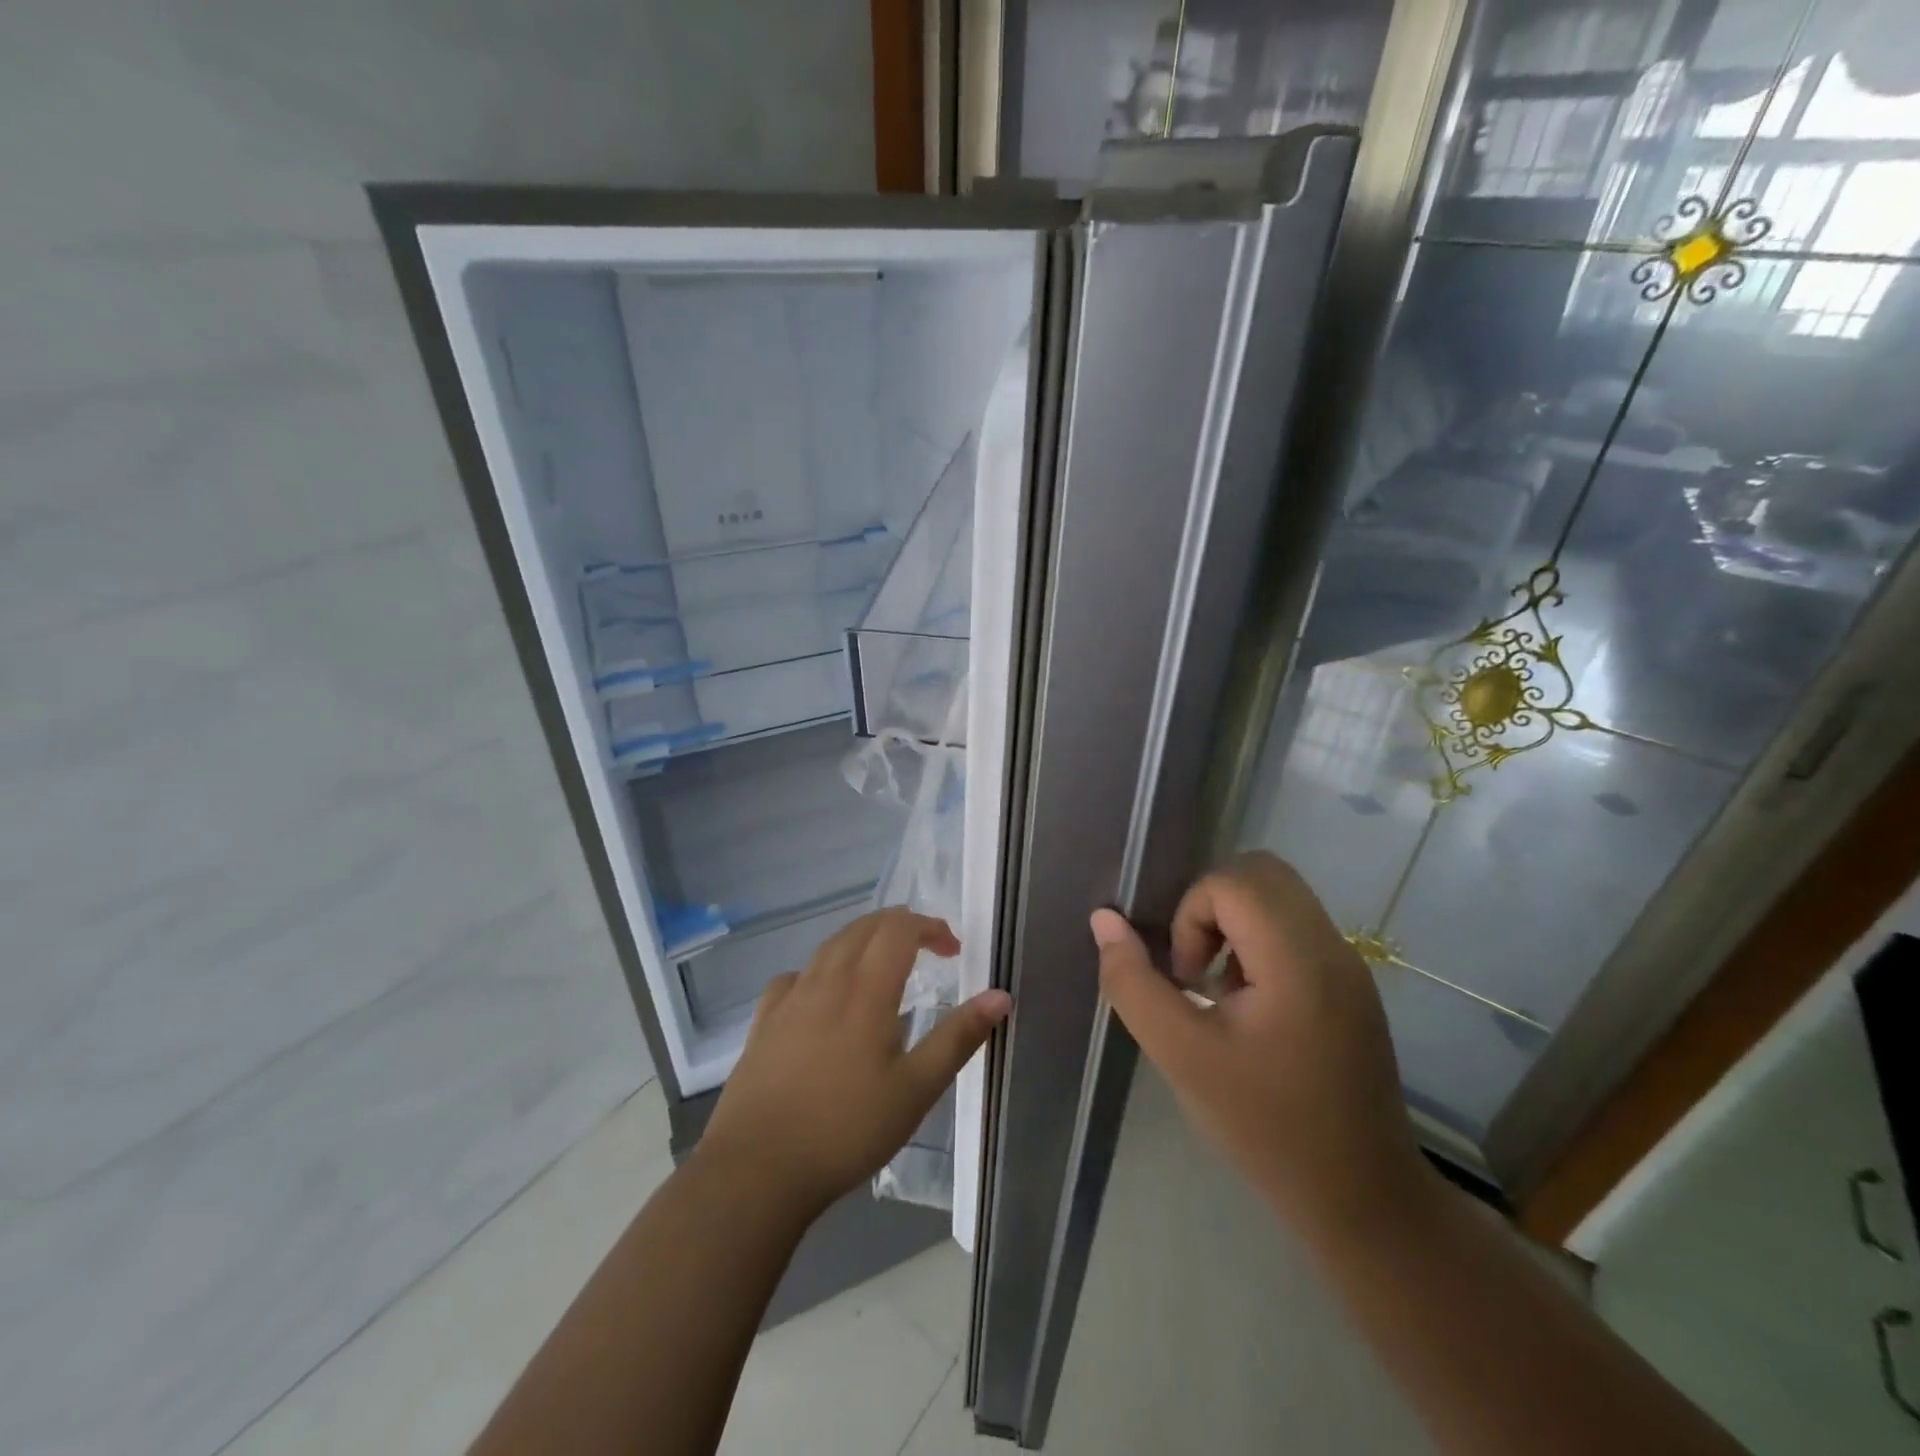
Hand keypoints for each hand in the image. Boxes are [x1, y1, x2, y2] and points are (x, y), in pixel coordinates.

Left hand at [699, 908, 1012, 1216]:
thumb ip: (958, 1037)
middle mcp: (826, 981)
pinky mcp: (763, 1022)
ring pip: (828, 947)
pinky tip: (821, 995)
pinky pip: (794, 977)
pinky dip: (819, 971)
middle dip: (898, 926)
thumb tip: (1000, 996)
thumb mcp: (916, 1090)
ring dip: (861, 940)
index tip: (953, 949)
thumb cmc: (846, 1129)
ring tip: (880, 963)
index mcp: (866, 990)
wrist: (757, 1169)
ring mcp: (789, 999)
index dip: (929, 927)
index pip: (899, 930)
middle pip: (863, 929)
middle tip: (925, 947)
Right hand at [1092, 852, 1431, 1239]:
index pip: (1234, 881)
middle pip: (1262, 872)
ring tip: (1220, 992)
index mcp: (1297, 960)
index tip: (1188, 979)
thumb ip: (1133, 982)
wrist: (1361, 1199)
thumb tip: (1104, 920)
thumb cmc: (1265, 1128)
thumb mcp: (1181, 1056)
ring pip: (1280, 896)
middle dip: (1211, 906)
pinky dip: (1258, 944)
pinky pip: (1296, 928)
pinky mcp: (1352, 985)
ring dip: (1234, 925)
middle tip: (1198, 970)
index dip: (1191, 915)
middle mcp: (1331, 947)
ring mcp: (1348, 965)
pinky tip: (1249, 1008)